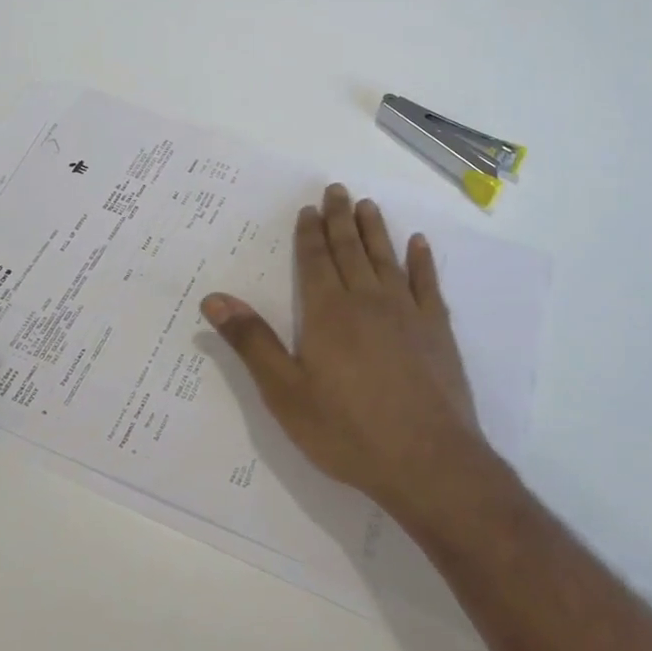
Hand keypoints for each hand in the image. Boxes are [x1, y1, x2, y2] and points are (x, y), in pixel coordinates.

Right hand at [201, 185, 486, 523]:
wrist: (426, 461)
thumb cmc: (347, 430)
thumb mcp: (285, 392)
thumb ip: (252, 342)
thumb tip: (214, 298)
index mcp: (327, 312)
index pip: (315, 260)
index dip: (309, 233)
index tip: (309, 208)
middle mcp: (367, 300)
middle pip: (350, 249)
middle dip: (340, 219)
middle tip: (337, 190)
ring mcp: (407, 312)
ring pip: (387, 258)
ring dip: (375, 230)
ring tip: (368, 206)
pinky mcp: (437, 330)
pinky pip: (427, 283)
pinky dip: (422, 261)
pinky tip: (419, 244)